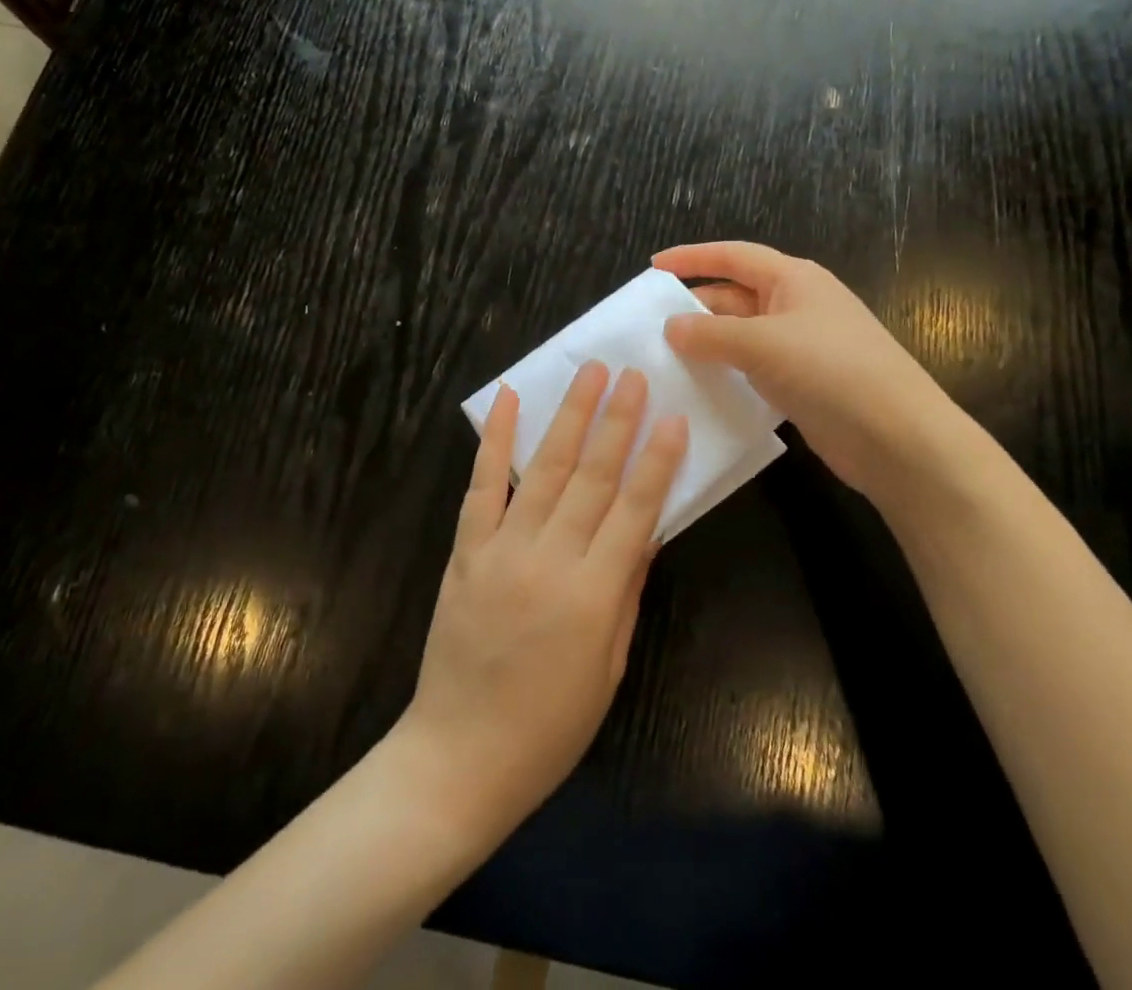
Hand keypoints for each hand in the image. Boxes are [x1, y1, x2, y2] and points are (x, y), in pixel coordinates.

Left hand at [397, 363, 687, 843]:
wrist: (459, 758)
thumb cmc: (549, 726)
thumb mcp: (609, 667)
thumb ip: (628, 592)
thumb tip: (648, 531)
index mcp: (593, 596)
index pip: (635, 511)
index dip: (657, 461)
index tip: (673, 417)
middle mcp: (549, 561)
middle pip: (591, 478)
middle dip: (617, 421)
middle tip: (633, 374)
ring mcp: (501, 551)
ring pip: (543, 470)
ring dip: (569, 416)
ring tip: (590, 374)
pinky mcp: (465, 552)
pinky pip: (482, 487)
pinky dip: (494, 440)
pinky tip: (507, 400)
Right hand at [654, 240, 967, 499]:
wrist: (897, 437)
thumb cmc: (831, 370)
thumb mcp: (762, 343)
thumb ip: (710, 333)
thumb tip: (671, 327)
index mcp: (793, 279)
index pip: (733, 256)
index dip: (692, 257)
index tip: (653, 267)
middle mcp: (797, 305)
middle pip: (735, 296)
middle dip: (695, 306)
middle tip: (649, 324)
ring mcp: (802, 346)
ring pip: (742, 335)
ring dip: (708, 343)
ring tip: (663, 357)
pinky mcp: (803, 383)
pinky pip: (753, 368)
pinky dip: (727, 373)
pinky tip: (699, 387)